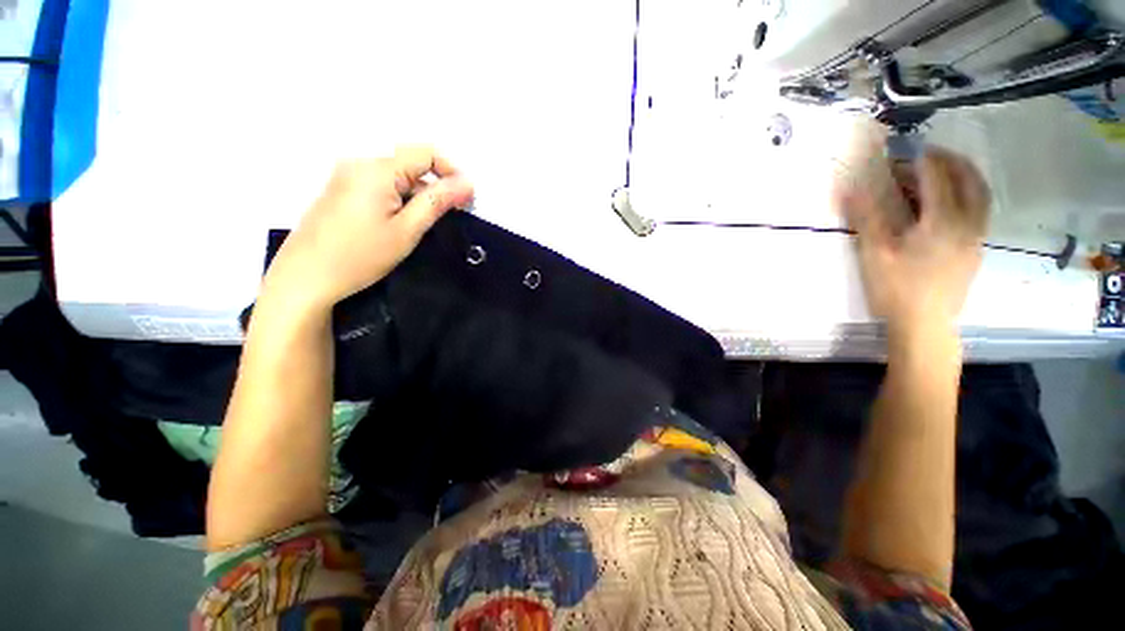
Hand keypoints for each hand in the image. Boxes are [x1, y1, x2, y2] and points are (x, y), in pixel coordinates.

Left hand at [262, 145, 473, 308]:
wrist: (306, 277)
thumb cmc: (361, 256)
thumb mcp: (407, 230)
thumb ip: (437, 202)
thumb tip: (467, 183)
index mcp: (377, 169)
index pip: (425, 153)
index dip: (452, 172)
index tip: (466, 200)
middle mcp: (360, 163)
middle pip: (410, 163)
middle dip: (437, 185)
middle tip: (452, 215)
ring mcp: (347, 176)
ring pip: (396, 175)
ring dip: (419, 193)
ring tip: (428, 223)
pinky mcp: (341, 190)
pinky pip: (380, 184)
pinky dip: (400, 198)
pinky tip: (401, 222)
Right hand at [837, 146, 989, 336]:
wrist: (924, 325)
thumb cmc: (896, 289)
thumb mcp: (874, 253)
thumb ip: (866, 217)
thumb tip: (849, 187)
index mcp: (943, 221)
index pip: (936, 176)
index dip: (917, 159)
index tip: (899, 151)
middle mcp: (968, 222)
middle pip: (968, 178)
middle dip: (948, 159)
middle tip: (925, 152)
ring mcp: (976, 236)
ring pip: (980, 193)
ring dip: (963, 174)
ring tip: (941, 170)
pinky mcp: (975, 249)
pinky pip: (979, 209)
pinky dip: (967, 193)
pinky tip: (948, 200)